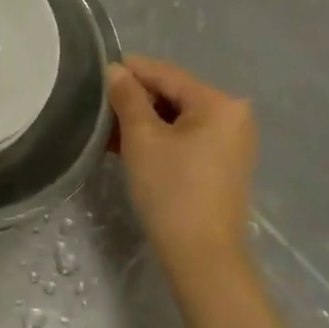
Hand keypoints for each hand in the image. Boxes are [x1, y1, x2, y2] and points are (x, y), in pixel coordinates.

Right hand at [107, 55, 256, 273]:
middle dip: (134, 100)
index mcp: (219, 103)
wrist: (202, 257)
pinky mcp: (222, 165)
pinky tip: (125, 145)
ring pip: (176, 119)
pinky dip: (158, 139)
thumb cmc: (171, 190)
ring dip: (142, 121)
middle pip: (173, 94)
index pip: (166, 74)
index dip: (129, 70)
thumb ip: (127, 97)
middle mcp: (232, 116)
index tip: (95, 71)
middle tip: (97, 106)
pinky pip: (185, 139)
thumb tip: (115, 70)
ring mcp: (230, 143)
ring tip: (105, 128)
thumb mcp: (142, 138)